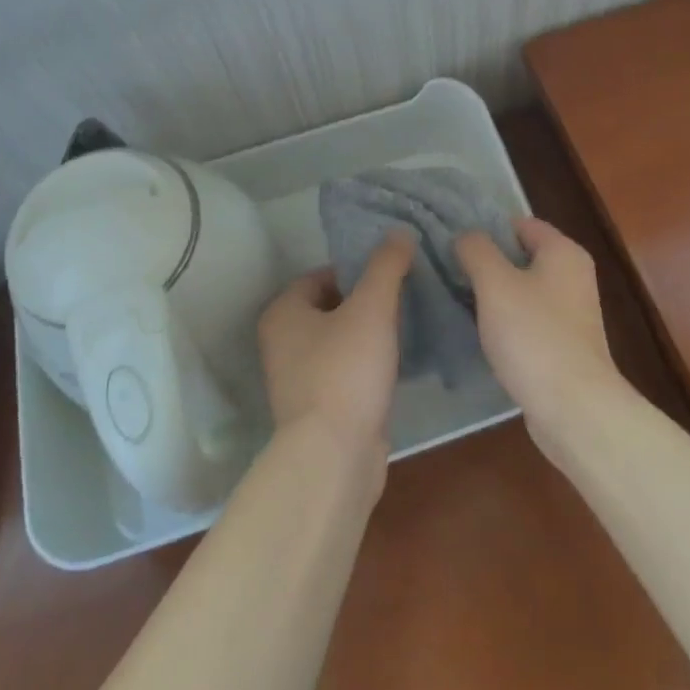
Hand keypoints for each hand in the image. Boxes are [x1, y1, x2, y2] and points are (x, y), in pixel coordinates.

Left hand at [257, 232, 413, 475]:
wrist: (335, 456)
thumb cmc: (346, 371)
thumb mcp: (371, 308)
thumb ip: (386, 266)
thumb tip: (399, 233)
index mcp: (283, 312)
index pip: (322, 274)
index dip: (357, 270)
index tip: (392, 273)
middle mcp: (282, 342)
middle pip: (332, 306)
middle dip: (367, 300)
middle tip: (405, 295)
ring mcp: (298, 378)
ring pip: (340, 340)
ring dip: (370, 332)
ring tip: (407, 324)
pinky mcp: (319, 407)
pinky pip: (347, 370)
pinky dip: (369, 363)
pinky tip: (399, 362)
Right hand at [456, 218, 621, 444]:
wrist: (573, 407)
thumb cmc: (533, 335)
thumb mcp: (495, 284)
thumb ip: (477, 251)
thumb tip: (467, 236)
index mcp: (564, 252)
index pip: (521, 224)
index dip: (488, 229)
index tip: (453, 243)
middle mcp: (573, 276)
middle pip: (522, 257)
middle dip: (487, 263)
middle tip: (448, 272)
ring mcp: (571, 313)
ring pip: (523, 290)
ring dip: (494, 295)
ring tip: (457, 301)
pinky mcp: (564, 344)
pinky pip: (528, 320)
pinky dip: (506, 323)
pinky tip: (481, 334)